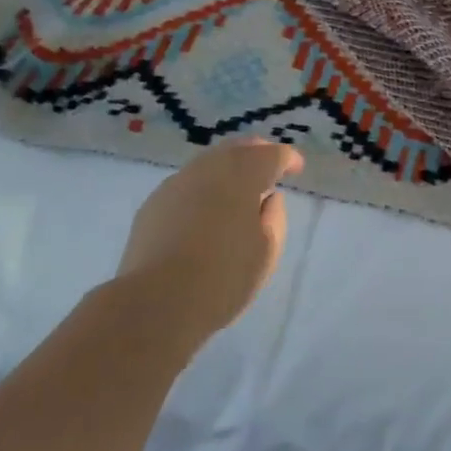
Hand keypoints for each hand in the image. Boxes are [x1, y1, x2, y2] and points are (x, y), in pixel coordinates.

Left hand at [116, 139, 304, 337]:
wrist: (156, 302)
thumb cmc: (222, 277)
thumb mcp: (266, 252)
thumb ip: (274, 218)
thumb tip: (269, 199)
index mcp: (243, 175)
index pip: (272, 154)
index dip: (288, 158)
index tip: (297, 168)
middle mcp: (209, 168)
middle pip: (238, 148)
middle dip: (257, 153)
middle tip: (269, 168)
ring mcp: (177, 182)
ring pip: (209, 162)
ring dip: (228, 169)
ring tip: (238, 188)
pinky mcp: (154, 202)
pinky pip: (187, 183)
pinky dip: (204, 187)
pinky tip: (205, 208)